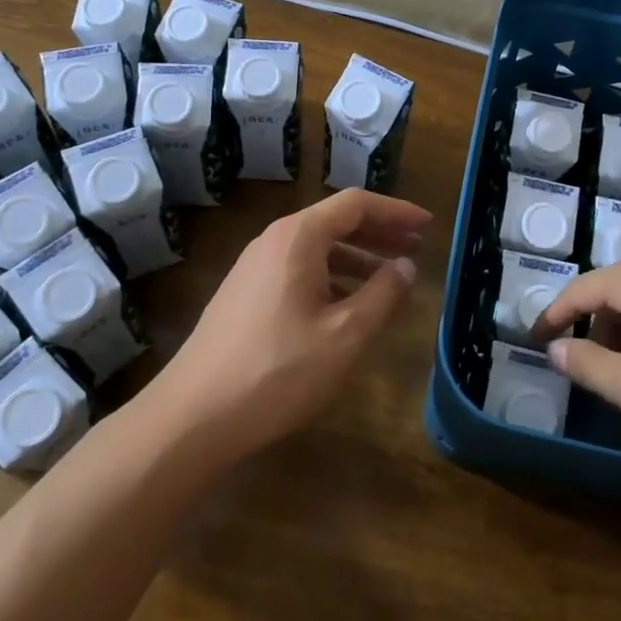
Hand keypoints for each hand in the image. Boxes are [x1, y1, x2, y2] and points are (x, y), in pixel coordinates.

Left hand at [152, 189, 431, 460]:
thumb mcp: (344, 334)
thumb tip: (406, 267)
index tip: (427, 226)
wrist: (192, 416)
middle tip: (416, 249)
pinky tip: (347, 305)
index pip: (356, 204)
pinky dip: (332, 276)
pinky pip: (299, 270)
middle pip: (336, 221)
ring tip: (390, 279)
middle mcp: (274, 241)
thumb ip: (382, 295)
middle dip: (379, 233)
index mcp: (298, 237)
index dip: (396, 212)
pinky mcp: (245, 294)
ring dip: (357, 257)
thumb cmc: (277, 370)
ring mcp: (255, 267)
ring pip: (317, 248)